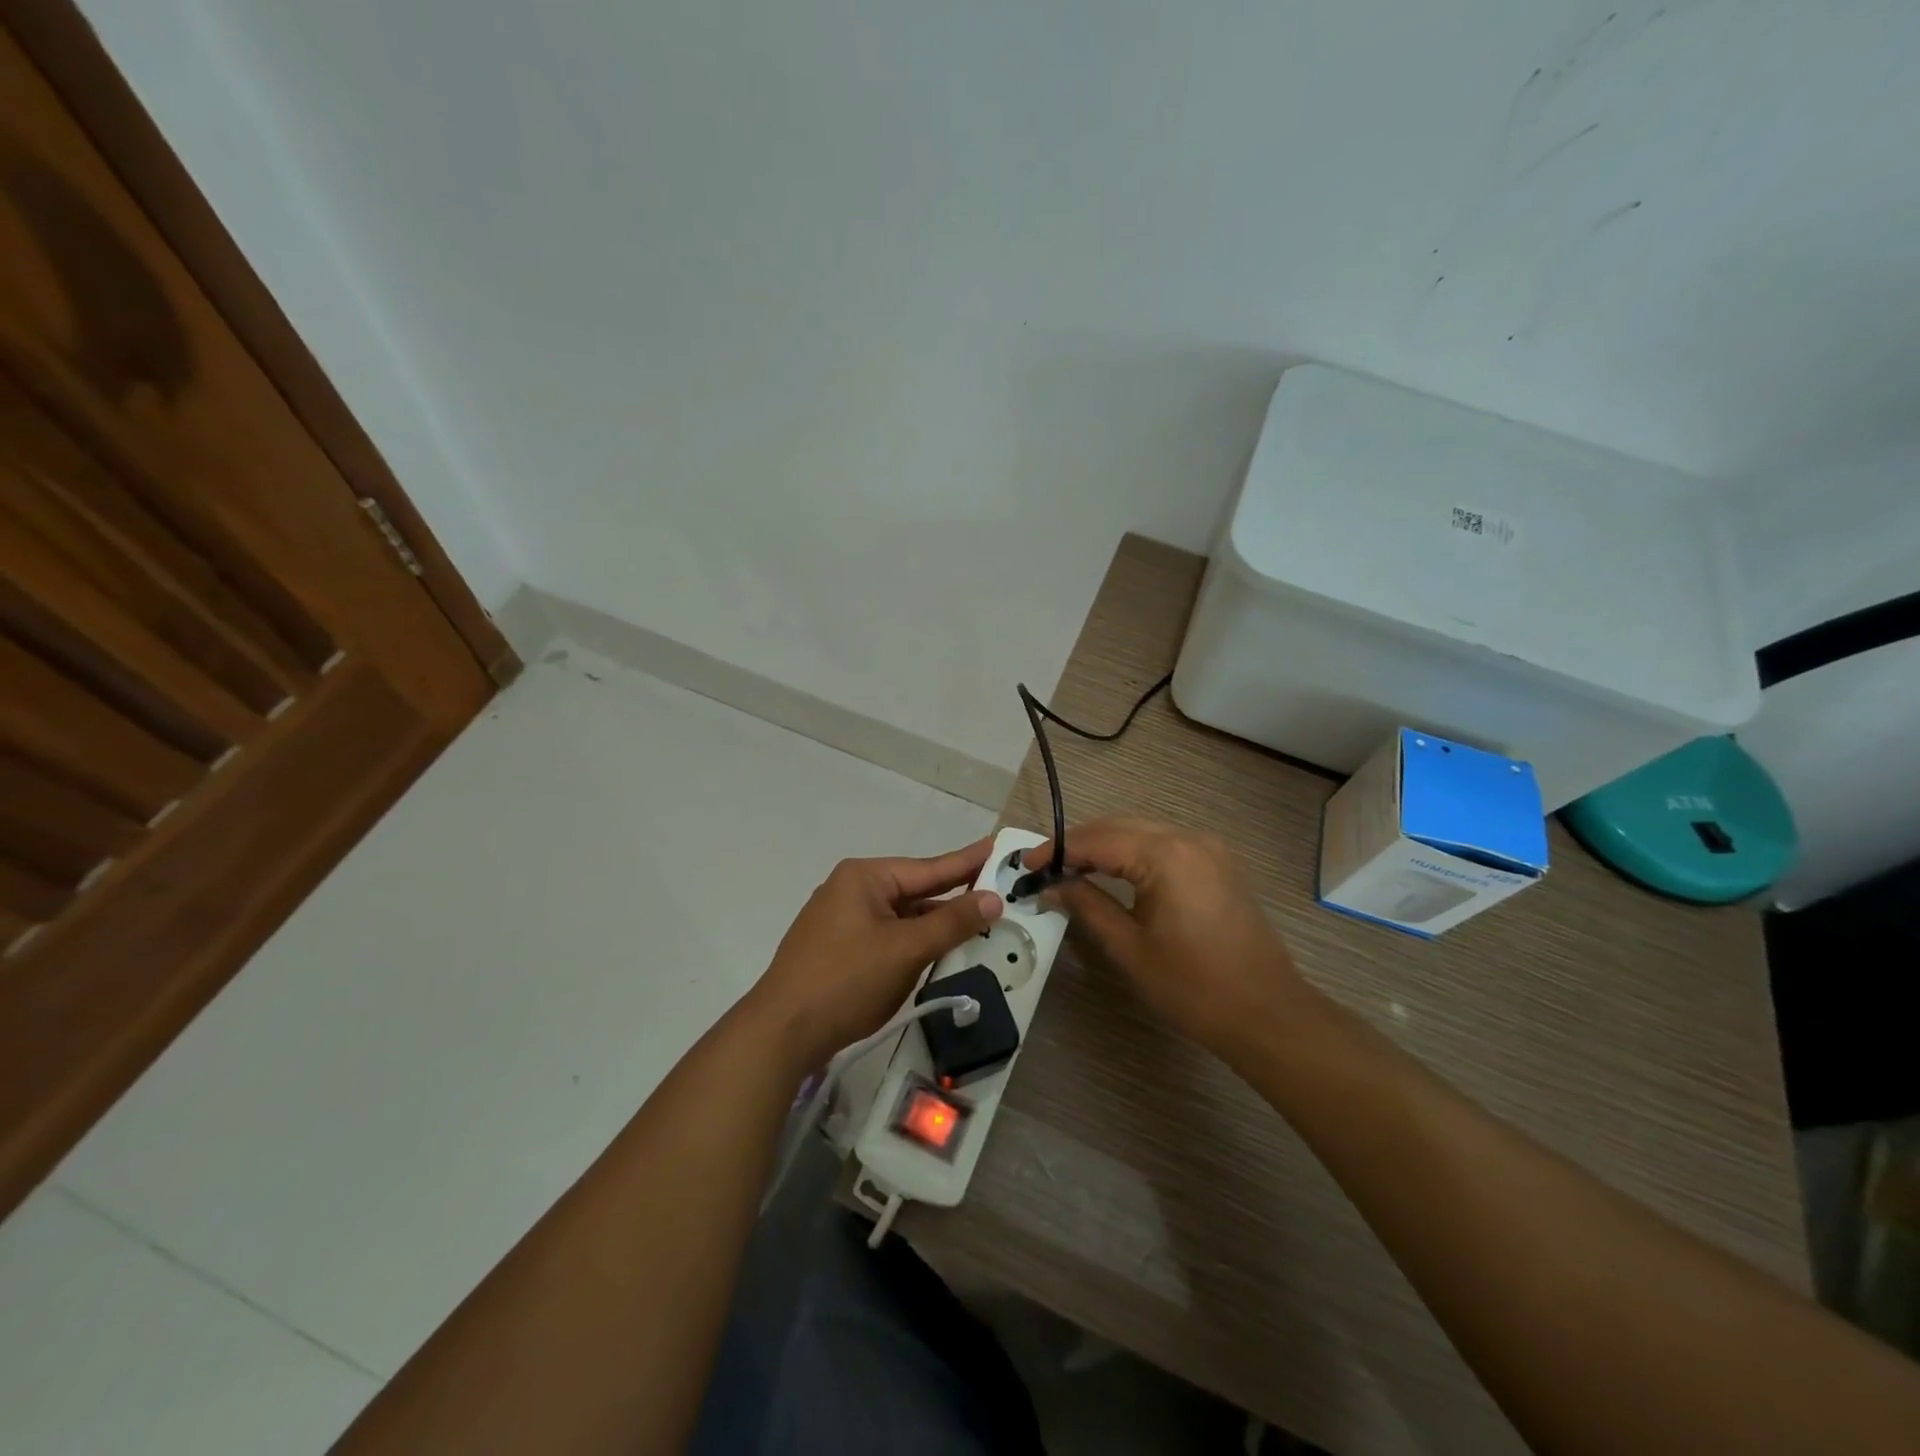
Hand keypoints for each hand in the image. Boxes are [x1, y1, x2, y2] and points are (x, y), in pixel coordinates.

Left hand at [746, 839, 1003, 1070]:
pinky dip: (913, 942)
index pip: (929, 867)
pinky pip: (887, 937)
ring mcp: (841, 921)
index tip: (997, 846)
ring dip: (935, 923)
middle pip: (915, 891)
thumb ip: (951, 923)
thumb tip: (992, 898)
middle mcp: (852, 891)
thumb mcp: (906, 949)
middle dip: (954, 895)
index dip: (967, 861)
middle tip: (996, 887)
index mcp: (865, 878)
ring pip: (901, 917)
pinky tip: (936, 950)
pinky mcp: (838, 950)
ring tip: (976, 921)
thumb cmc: (846, 979)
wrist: (782, 1032)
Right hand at [1027, 817, 1311, 1056]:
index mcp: (1166, 855)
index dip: (1057, 850)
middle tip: (1043, 867)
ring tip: (1070, 869)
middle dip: (1078, 843)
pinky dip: (1132, 852)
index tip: (1026, 864)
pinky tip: (1112, 871)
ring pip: (1141, 831)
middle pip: (1119, 826)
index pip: (1098, 840)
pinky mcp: (1218, 862)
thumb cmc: (1193, 986)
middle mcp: (1189, 838)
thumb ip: (1086, 905)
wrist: (1267, 1013)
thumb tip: (1051, 885)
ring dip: (1104, 846)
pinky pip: (1164, 844)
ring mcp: (1208, 847)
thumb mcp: (1129, 947)